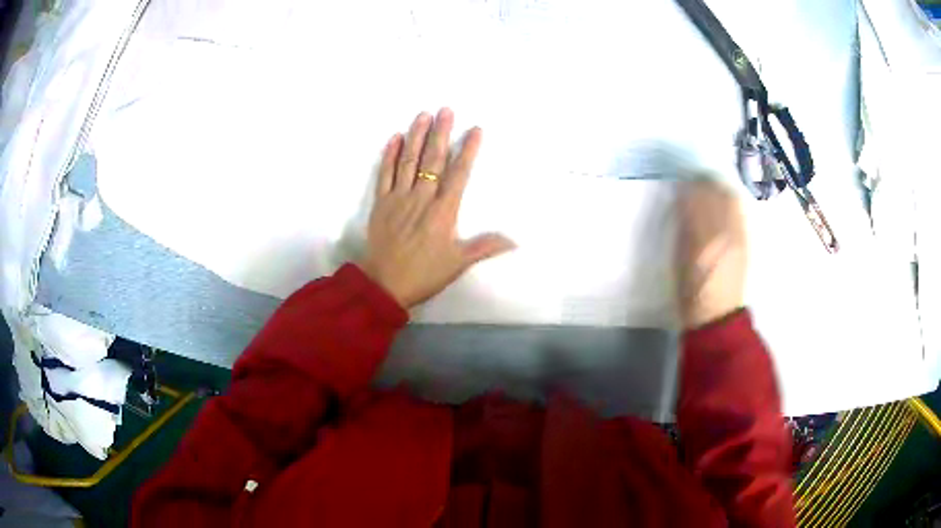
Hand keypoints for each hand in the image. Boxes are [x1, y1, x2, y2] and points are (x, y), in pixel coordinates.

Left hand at [358, 108, 515, 309]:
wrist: (384, 285)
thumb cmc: (424, 274)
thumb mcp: (457, 263)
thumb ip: (484, 247)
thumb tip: (514, 240)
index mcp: (443, 211)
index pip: (459, 174)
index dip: (468, 150)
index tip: (475, 129)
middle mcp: (422, 198)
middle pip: (433, 160)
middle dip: (441, 133)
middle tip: (446, 110)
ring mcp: (398, 198)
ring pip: (408, 161)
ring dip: (416, 136)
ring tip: (423, 115)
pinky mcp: (381, 203)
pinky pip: (384, 174)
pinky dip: (389, 155)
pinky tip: (395, 138)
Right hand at [676, 179, 747, 329]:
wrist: (718, 314)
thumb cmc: (690, 291)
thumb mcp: (678, 259)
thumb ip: (683, 228)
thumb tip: (683, 206)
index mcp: (700, 237)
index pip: (694, 197)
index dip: (686, 187)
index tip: (679, 186)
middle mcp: (722, 230)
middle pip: (714, 192)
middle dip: (703, 183)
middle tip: (693, 183)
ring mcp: (737, 234)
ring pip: (730, 198)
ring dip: (718, 188)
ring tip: (709, 189)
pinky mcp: (746, 239)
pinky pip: (739, 211)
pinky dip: (729, 201)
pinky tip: (723, 203)